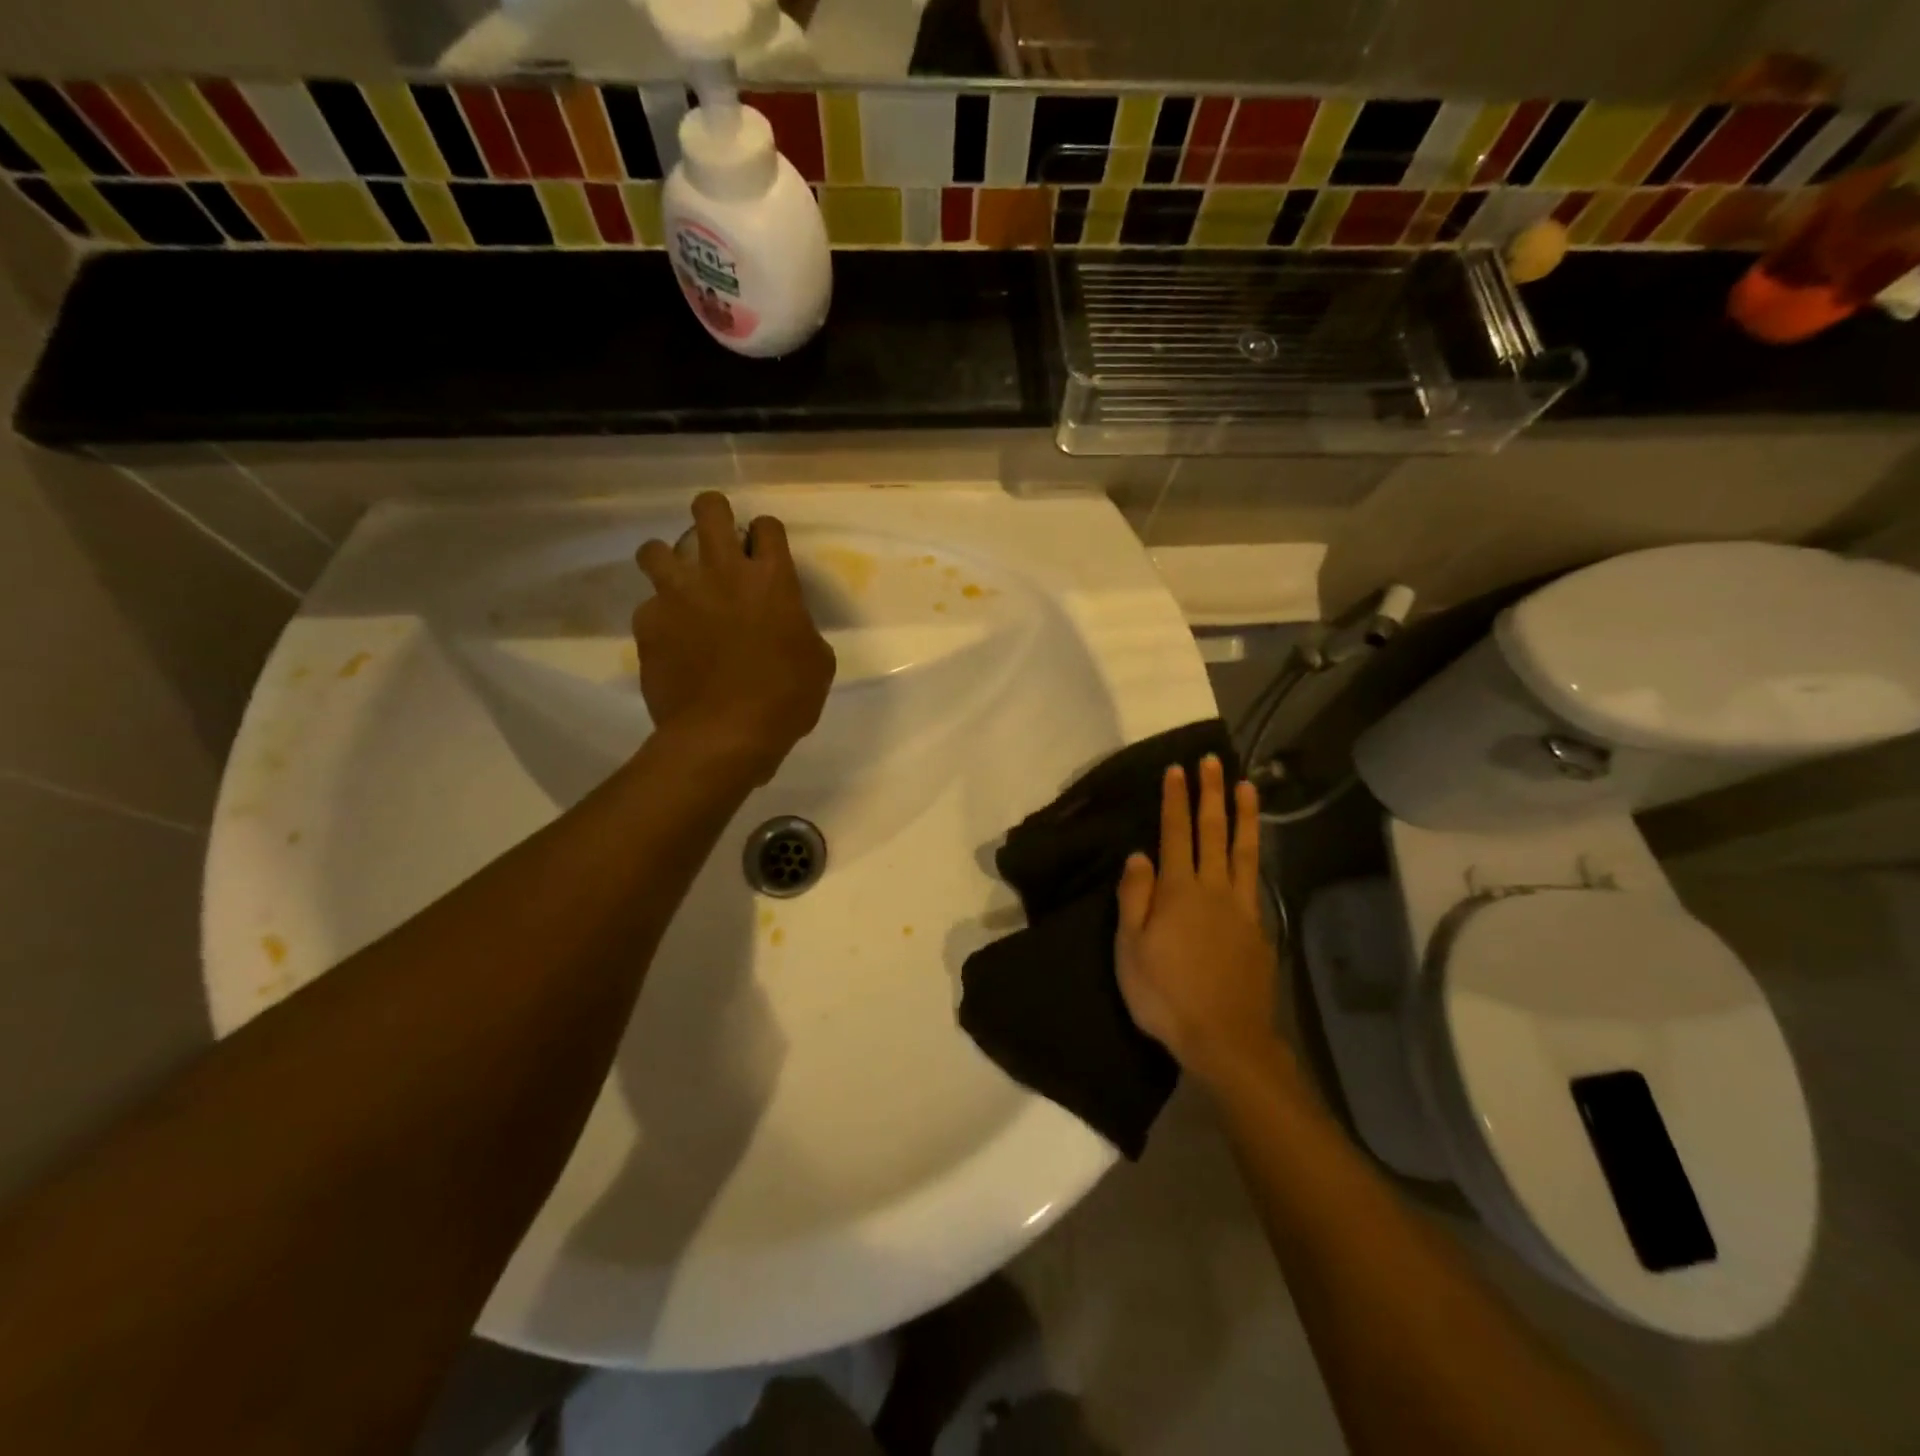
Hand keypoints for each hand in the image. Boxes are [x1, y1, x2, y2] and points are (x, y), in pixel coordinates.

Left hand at [633, 492, 835, 783]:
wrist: (724, 734)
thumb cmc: (785, 699)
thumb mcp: (817, 663)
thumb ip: (800, 629)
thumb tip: (788, 627)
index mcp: (771, 580)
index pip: (766, 526)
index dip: (765, 536)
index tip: (764, 554)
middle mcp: (722, 573)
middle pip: (708, 509)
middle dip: (712, 513)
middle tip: (716, 538)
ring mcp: (678, 595)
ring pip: (655, 549)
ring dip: (668, 561)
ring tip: (678, 586)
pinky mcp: (648, 623)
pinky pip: (647, 607)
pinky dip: (659, 619)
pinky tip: (670, 642)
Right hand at [1115, 756, 1293, 1094]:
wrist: (1225, 1038)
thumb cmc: (1166, 994)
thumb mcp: (1131, 948)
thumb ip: (1135, 897)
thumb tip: (1139, 854)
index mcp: (1178, 891)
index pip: (1176, 834)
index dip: (1176, 800)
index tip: (1178, 769)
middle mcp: (1213, 890)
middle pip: (1213, 832)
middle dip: (1211, 794)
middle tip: (1213, 761)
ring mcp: (1240, 908)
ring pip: (1243, 851)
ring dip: (1244, 816)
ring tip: (1247, 786)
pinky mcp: (1258, 929)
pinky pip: (1254, 881)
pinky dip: (1253, 856)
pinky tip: (1252, 850)